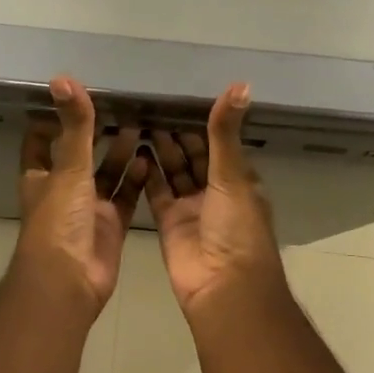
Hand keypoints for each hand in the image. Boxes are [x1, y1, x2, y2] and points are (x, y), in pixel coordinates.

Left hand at [13, 76, 147, 312]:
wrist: (70, 281)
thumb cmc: (60, 221)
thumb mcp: (68, 168)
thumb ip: (74, 126)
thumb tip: (63, 79)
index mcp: (42, 176)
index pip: (42, 139)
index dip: (54, 118)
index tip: (77, 95)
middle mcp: (63, 190)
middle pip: (80, 155)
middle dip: (98, 133)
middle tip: (124, 106)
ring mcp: (88, 209)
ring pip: (107, 175)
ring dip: (121, 153)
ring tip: (143, 125)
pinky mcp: (111, 225)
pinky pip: (126, 197)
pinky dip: (137, 180)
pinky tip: (150, 159)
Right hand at [144, 83, 286, 317]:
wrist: (223, 287)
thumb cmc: (236, 227)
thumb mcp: (233, 175)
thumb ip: (226, 132)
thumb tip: (241, 85)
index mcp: (239, 180)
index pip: (218, 144)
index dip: (201, 124)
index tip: (177, 99)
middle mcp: (216, 192)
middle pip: (194, 157)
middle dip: (176, 135)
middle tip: (150, 106)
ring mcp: (191, 208)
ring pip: (174, 173)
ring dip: (160, 150)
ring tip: (138, 122)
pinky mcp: (169, 223)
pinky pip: (157, 193)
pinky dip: (147, 174)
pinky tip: (133, 151)